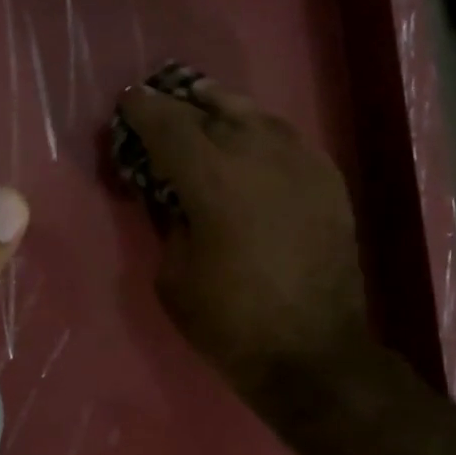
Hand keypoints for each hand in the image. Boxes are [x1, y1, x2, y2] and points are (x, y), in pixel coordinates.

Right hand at [114, 75, 363, 398]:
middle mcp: (259, 155)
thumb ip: (168, 222)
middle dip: (178, 105)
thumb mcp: (173, 276)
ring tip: (202, 108)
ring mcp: (300, 163)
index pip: (169, 125)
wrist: (311, 351)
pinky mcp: (328, 180)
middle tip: (159, 106)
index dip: (143, 110)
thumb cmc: (229, 322)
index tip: (127, 103)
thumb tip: (173, 194)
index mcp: (213, 179)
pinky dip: (258, 132)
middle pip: (210, 110)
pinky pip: (285, 138)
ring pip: (254, 115)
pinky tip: (249, 141)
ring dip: (221, 109)